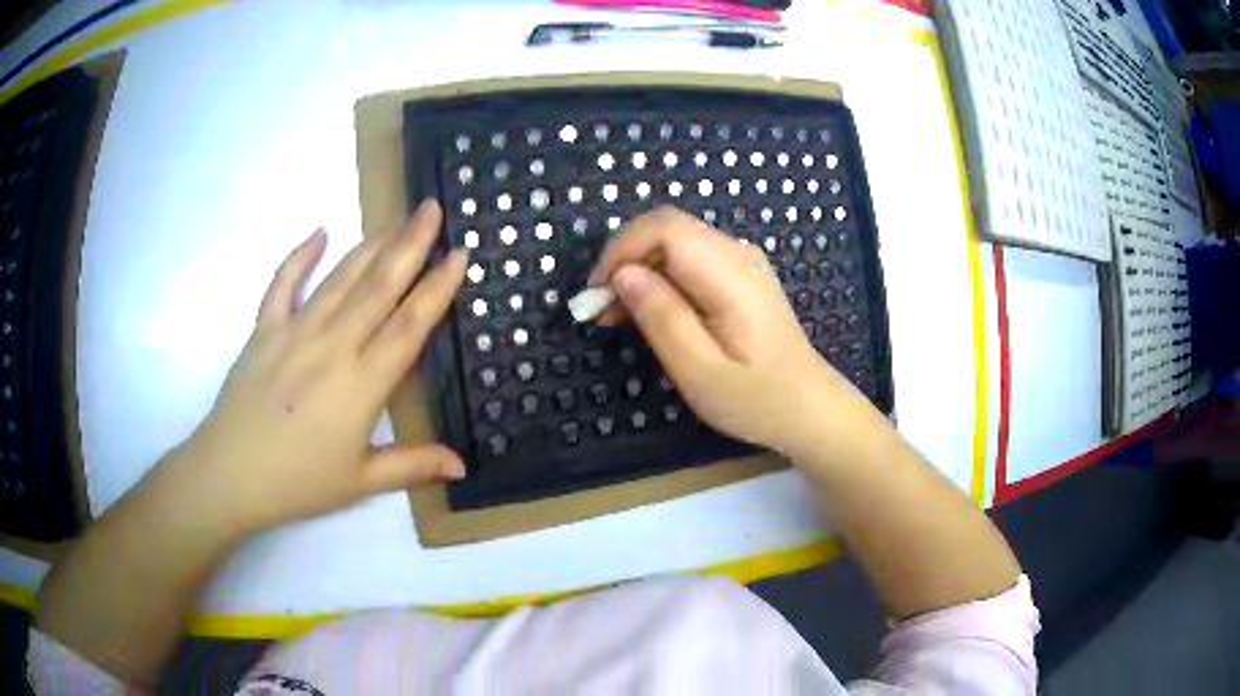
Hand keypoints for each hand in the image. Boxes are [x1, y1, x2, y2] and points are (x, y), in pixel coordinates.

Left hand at [162, 200, 467, 533]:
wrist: (231, 474)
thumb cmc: (299, 482)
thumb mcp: (361, 482)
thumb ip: (413, 465)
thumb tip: (462, 464)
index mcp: (362, 384)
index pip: (409, 325)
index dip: (438, 287)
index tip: (461, 254)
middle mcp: (332, 345)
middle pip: (378, 286)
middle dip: (410, 244)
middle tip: (432, 208)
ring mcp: (294, 331)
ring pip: (340, 278)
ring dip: (371, 245)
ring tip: (396, 220)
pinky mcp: (264, 329)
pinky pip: (283, 283)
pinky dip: (300, 256)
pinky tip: (319, 233)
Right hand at [590, 206, 865, 455]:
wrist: (809, 407)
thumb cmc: (756, 399)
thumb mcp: (699, 370)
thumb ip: (661, 317)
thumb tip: (623, 274)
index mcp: (730, 274)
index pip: (665, 227)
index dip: (622, 249)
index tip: (597, 292)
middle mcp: (738, 254)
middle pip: (667, 229)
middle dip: (626, 260)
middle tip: (602, 309)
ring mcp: (742, 262)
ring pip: (675, 243)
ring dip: (641, 271)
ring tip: (618, 317)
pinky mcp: (741, 276)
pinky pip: (690, 260)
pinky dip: (661, 279)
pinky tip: (651, 313)